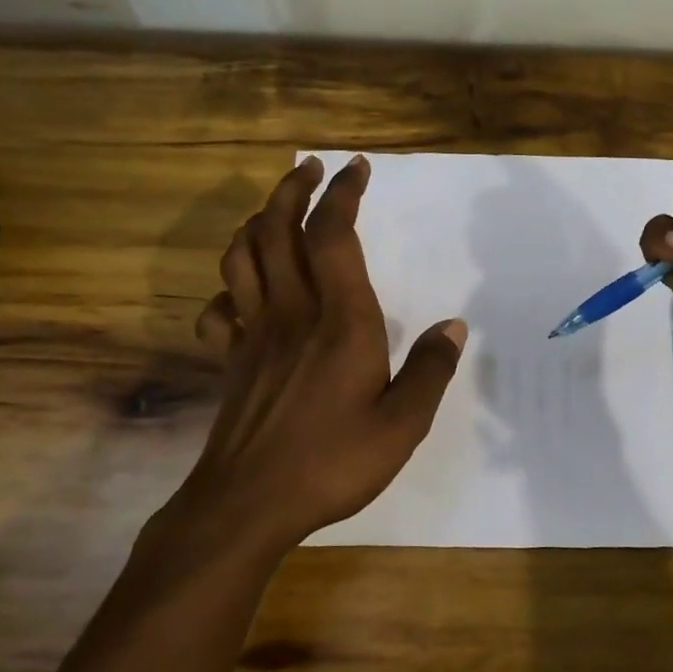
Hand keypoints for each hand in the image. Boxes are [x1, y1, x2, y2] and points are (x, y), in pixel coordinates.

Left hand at [178, 154, 466, 555]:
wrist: (248, 503)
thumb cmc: (332, 462)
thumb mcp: (402, 425)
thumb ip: (431, 371)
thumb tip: (454, 326)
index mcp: (340, 320)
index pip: (333, 235)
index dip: (342, 194)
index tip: (355, 168)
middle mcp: (292, 312)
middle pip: (276, 229)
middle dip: (292, 188)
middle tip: (311, 168)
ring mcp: (253, 334)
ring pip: (241, 256)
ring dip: (256, 222)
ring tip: (275, 210)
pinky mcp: (230, 359)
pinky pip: (218, 308)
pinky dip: (226, 288)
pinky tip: (241, 293)